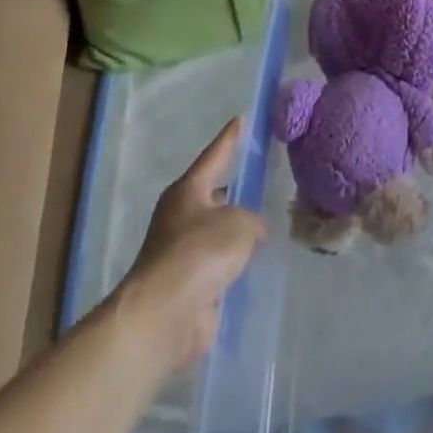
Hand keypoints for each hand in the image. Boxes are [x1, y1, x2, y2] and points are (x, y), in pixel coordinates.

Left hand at [123, 119, 266, 366]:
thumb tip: (249, 234)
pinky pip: (219, 264)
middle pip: (213, 195)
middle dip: (234, 191)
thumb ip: (252, 221)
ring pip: (217, 232)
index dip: (229, 138)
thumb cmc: (201, 252)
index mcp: (188, 191)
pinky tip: (255, 263)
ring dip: (236, 231)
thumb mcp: (240, 223)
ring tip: (267, 226)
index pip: (214, 156)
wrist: (165, 314)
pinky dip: (234, 263)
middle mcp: (181, 217)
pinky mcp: (189, 284)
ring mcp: (182, 252)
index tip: (240, 119)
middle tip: (261, 182)